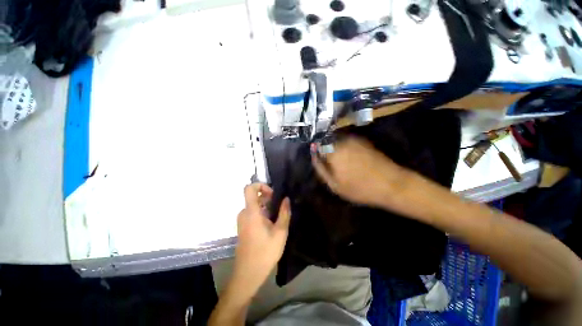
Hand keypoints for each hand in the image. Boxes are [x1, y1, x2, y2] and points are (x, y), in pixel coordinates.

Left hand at [230, 183, 290, 300]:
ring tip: (278, 217)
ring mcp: (242, 220)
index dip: (261, 185)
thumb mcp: (280, 232)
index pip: (249, 188)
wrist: (248, 273)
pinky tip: (271, 224)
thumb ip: (284, 213)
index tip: (273, 193)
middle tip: (280, 208)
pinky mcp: (243, 226)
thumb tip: (286, 199)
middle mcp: (244, 213)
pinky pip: (253, 213)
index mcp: (251, 212)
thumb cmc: (265, 252)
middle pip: (255, 196)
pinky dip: (262, 213)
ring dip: (266, 207)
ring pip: (255, 205)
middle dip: (268, 198)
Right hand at [312, 137, 414, 209]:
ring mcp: (354, 139)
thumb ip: (321, 168)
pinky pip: (348, 141)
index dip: (317, 152)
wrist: (392, 184)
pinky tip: (351, 159)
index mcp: (333, 151)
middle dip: (326, 149)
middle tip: (331, 163)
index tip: (320, 161)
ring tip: (340, 162)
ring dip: (335, 148)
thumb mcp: (334, 185)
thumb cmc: (360, 188)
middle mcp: (342, 141)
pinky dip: (345, 148)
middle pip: (327, 141)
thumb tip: (314, 155)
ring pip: (337, 141)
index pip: (317, 145)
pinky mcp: (363, 141)